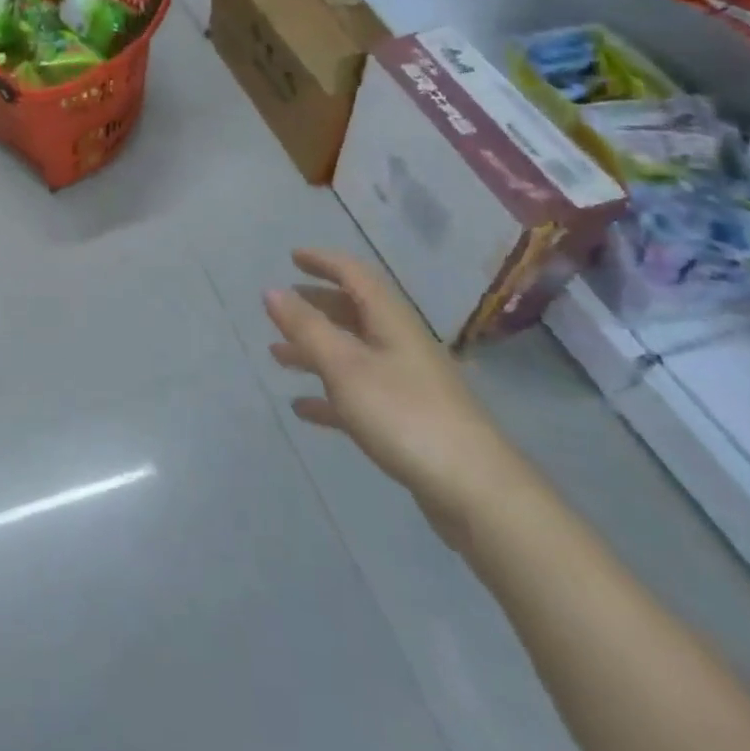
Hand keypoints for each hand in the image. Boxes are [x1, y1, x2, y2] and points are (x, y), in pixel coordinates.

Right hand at [264, 250, 525, 532]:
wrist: (477, 493)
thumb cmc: (405, 416)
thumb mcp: (345, 367)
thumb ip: (306, 327)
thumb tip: (271, 289)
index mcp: (391, 322)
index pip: (355, 275)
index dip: (324, 262)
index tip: (292, 257)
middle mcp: (400, 345)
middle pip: (355, 313)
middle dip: (316, 306)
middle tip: (282, 308)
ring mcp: (407, 385)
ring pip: (353, 354)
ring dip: (315, 350)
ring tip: (277, 356)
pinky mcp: (408, 422)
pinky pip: (359, 396)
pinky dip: (328, 395)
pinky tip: (302, 408)